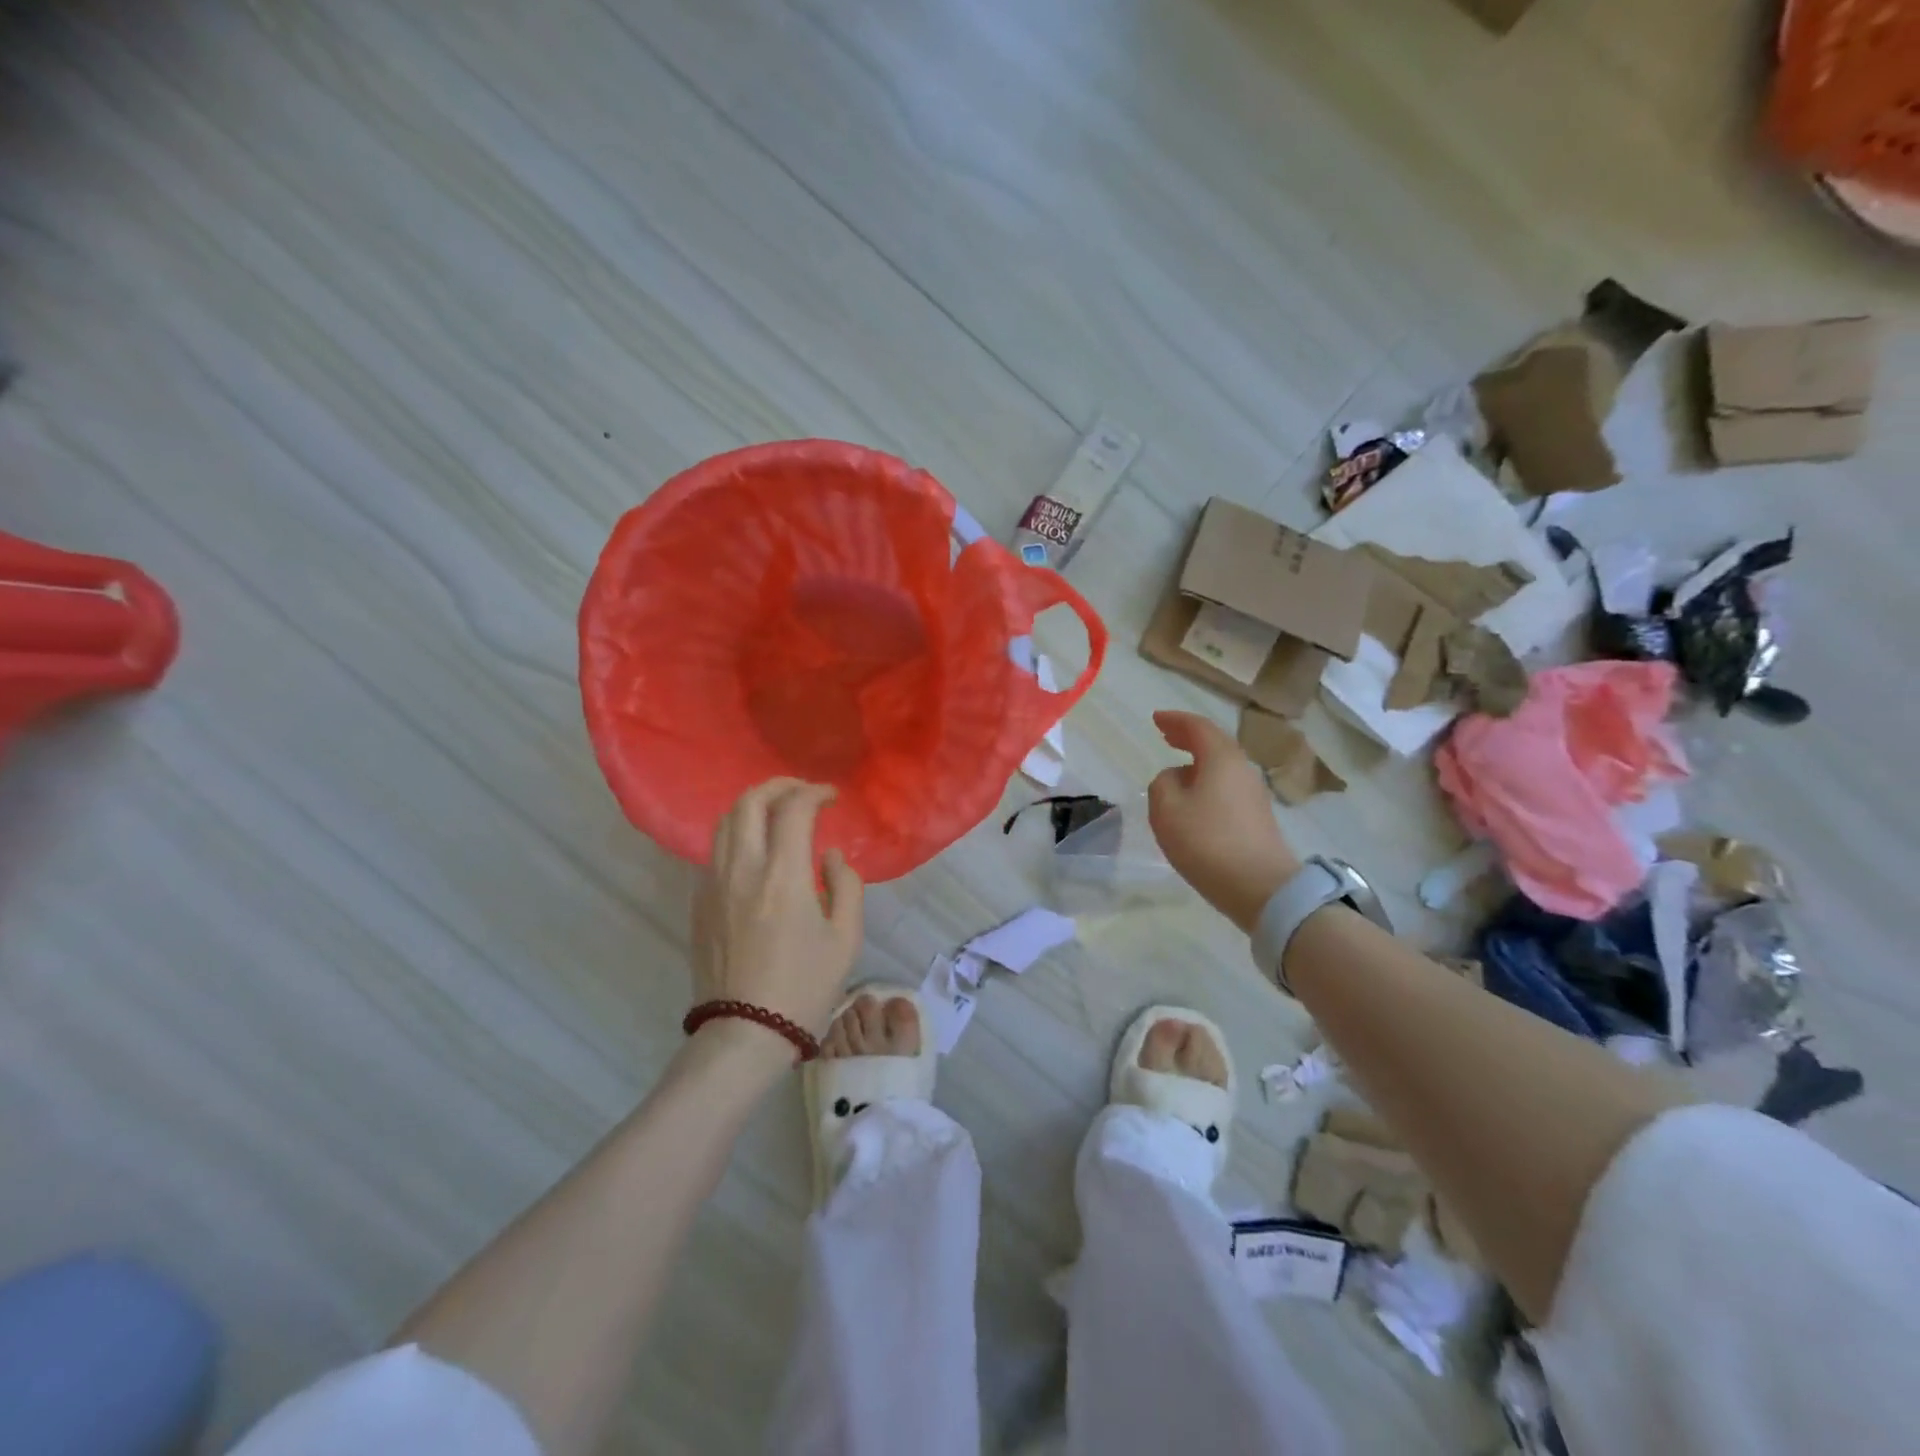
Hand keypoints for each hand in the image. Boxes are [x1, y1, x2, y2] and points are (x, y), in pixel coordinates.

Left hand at [691, 779, 864, 1038]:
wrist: (745, 1033)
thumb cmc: (804, 987)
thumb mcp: (846, 939)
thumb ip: (846, 886)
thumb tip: (830, 856)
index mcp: (782, 876)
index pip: (793, 808)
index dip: (815, 792)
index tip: (831, 797)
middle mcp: (742, 869)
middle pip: (749, 802)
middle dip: (778, 786)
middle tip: (802, 792)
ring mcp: (713, 884)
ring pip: (725, 822)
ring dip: (753, 806)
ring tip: (777, 813)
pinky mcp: (699, 902)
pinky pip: (715, 850)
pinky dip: (737, 834)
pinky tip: (756, 851)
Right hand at [1147, 710, 1301, 932]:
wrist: (1261, 887)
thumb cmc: (1208, 841)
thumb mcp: (1167, 810)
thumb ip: (1162, 784)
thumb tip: (1175, 778)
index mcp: (1221, 758)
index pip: (1197, 727)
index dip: (1175, 720)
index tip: (1156, 719)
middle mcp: (1242, 768)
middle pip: (1214, 744)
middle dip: (1188, 737)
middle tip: (1166, 735)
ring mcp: (1253, 793)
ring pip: (1221, 767)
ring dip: (1198, 762)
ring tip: (1176, 769)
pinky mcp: (1257, 817)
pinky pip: (1226, 787)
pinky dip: (1207, 782)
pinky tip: (1194, 799)